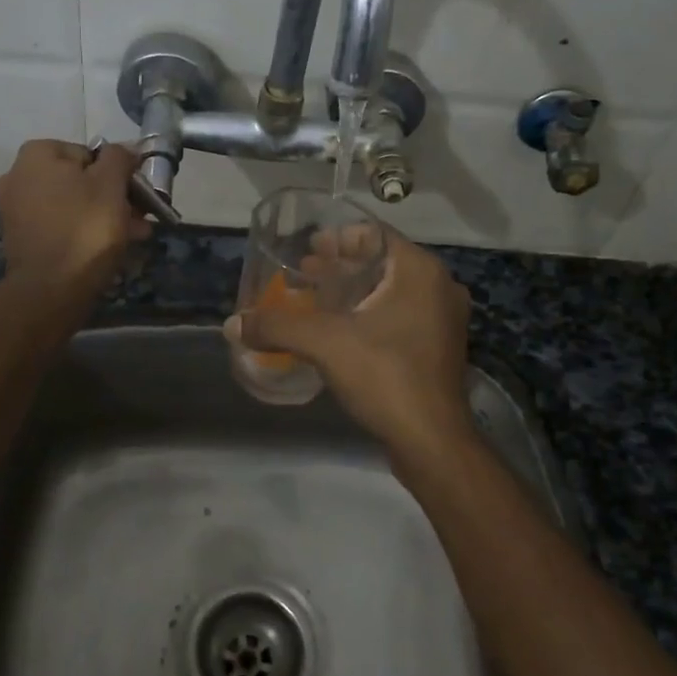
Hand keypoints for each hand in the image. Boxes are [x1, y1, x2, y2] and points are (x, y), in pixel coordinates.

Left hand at [0, 140, 149, 308]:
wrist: (51, 290)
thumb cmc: (85, 228)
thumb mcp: (112, 184)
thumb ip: (120, 158)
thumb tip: (125, 149)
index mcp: (37, 154)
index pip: (90, 154)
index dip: (118, 174)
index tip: (138, 195)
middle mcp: (19, 176)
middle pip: (80, 180)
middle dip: (113, 198)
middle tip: (140, 218)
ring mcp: (16, 209)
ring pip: (73, 205)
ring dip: (104, 216)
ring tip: (133, 236)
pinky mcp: (21, 238)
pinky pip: (60, 225)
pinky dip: (83, 232)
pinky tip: (109, 248)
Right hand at [229, 225, 475, 454]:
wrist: (432, 442)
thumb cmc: (385, 376)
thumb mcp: (325, 344)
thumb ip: (277, 326)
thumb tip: (233, 324)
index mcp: (420, 271)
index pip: (375, 234)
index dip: (338, 237)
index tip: (308, 247)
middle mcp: (438, 287)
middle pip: (382, 262)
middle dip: (341, 266)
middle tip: (304, 272)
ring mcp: (443, 320)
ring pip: (390, 291)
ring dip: (353, 291)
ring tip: (314, 298)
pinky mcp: (437, 348)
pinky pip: (399, 316)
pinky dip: (369, 315)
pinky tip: (339, 330)